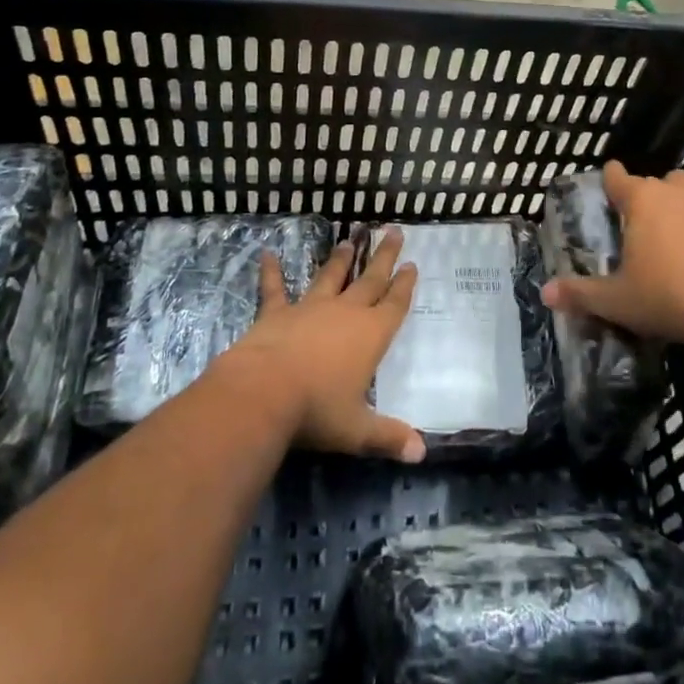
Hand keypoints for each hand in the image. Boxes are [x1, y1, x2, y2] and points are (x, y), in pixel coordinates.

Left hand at [224, 230, 425, 463]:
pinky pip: (274, 289)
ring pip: (330, 277)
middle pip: (370, 279)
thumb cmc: (316, 410)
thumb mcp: (357, 430)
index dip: (404, 285)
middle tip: (394, 231)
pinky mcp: (276, 313)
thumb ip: (388, 437)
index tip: (412, 264)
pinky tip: (266, 253)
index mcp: (371, 335)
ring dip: (341, 259)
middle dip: (384, 256)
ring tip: (349, 240)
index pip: (394, 304)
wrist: (263, 393)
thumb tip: (421, 452)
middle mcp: (345, 313)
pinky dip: (270, 272)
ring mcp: (309, 309)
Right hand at [540, 161, 683, 350]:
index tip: (601, 195)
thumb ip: (580, 294)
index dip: (607, 182)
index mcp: (639, 198)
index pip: (616, 175)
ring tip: (659, 235)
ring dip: (670, 205)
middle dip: (638, 198)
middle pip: (649, 182)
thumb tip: (545, 294)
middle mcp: (670, 191)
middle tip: (627, 228)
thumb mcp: (615, 300)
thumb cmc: (666, 294)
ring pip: (680, 192)